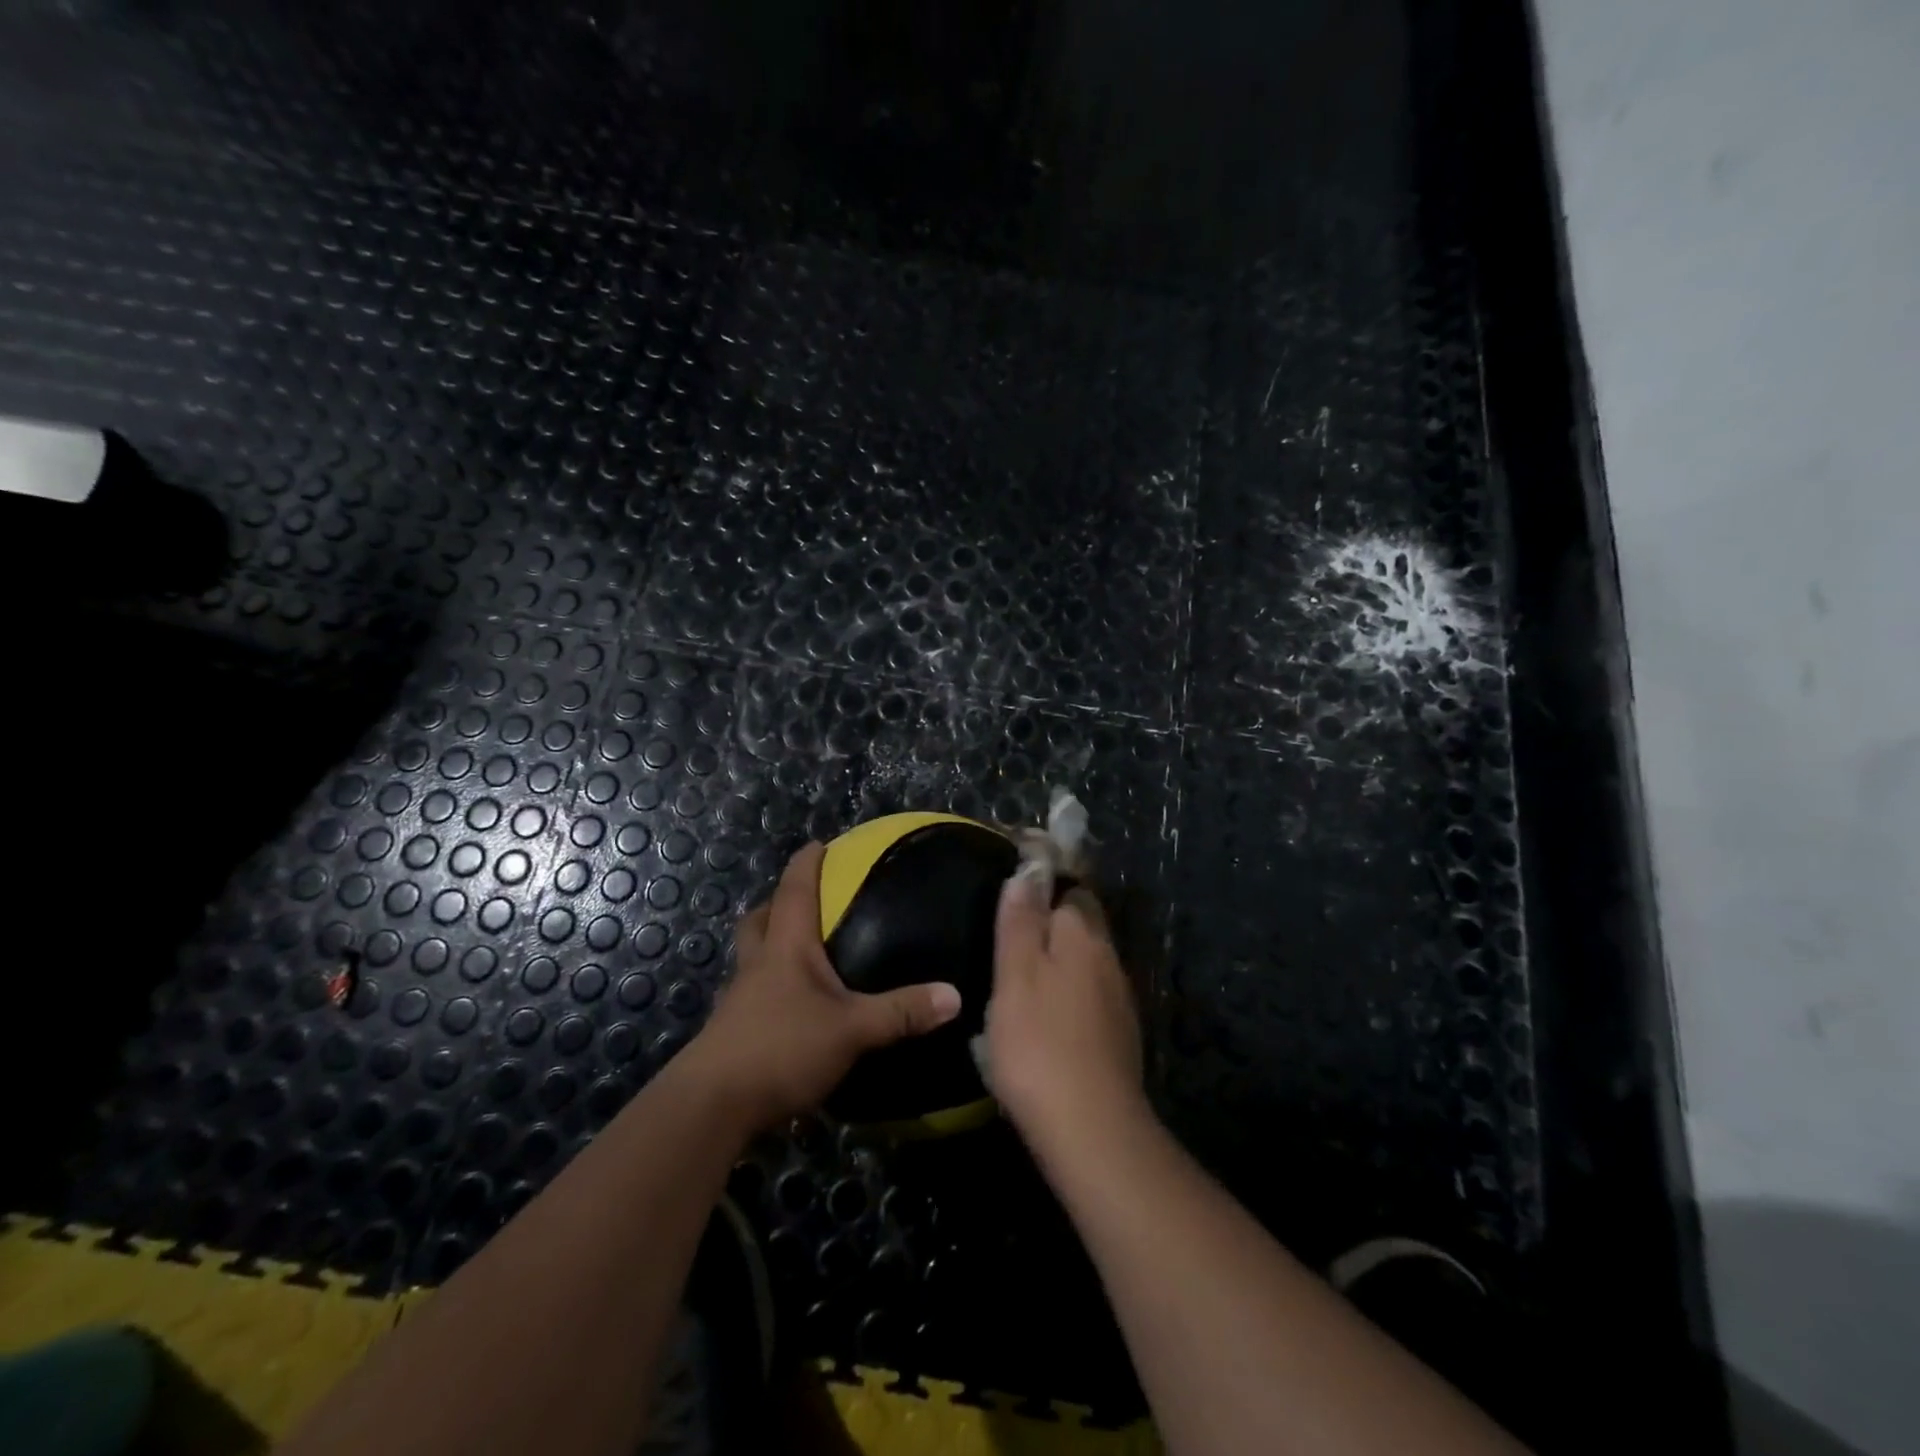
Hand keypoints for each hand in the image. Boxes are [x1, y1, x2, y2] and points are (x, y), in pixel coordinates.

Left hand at [685, 842, 962, 1130]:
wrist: (712, 1105)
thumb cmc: (782, 1048)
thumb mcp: (852, 1029)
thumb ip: (901, 1012)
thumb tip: (954, 996)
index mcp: (786, 948)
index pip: (794, 890)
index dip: (805, 864)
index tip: (817, 844)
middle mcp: (758, 964)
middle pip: (760, 920)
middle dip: (778, 903)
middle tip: (803, 900)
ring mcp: (739, 998)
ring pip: (751, 955)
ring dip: (768, 943)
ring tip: (797, 951)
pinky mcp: (731, 1031)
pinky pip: (751, 992)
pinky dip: (767, 985)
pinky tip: (788, 1006)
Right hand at [984, 865, 1147, 1163]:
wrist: (1091, 1128)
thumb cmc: (1039, 1043)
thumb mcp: (1015, 974)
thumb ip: (1021, 919)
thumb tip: (1029, 868)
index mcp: (1083, 936)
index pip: (1072, 888)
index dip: (1045, 882)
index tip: (1015, 889)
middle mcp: (1108, 959)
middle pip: (1083, 922)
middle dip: (1054, 919)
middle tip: (1012, 932)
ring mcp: (1118, 999)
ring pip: (1087, 960)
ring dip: (1061, 958)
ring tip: (1021, 973)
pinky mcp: (1119, 1035)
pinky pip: (1091, 995)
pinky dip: (1069, 992)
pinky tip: (1046, 1015)